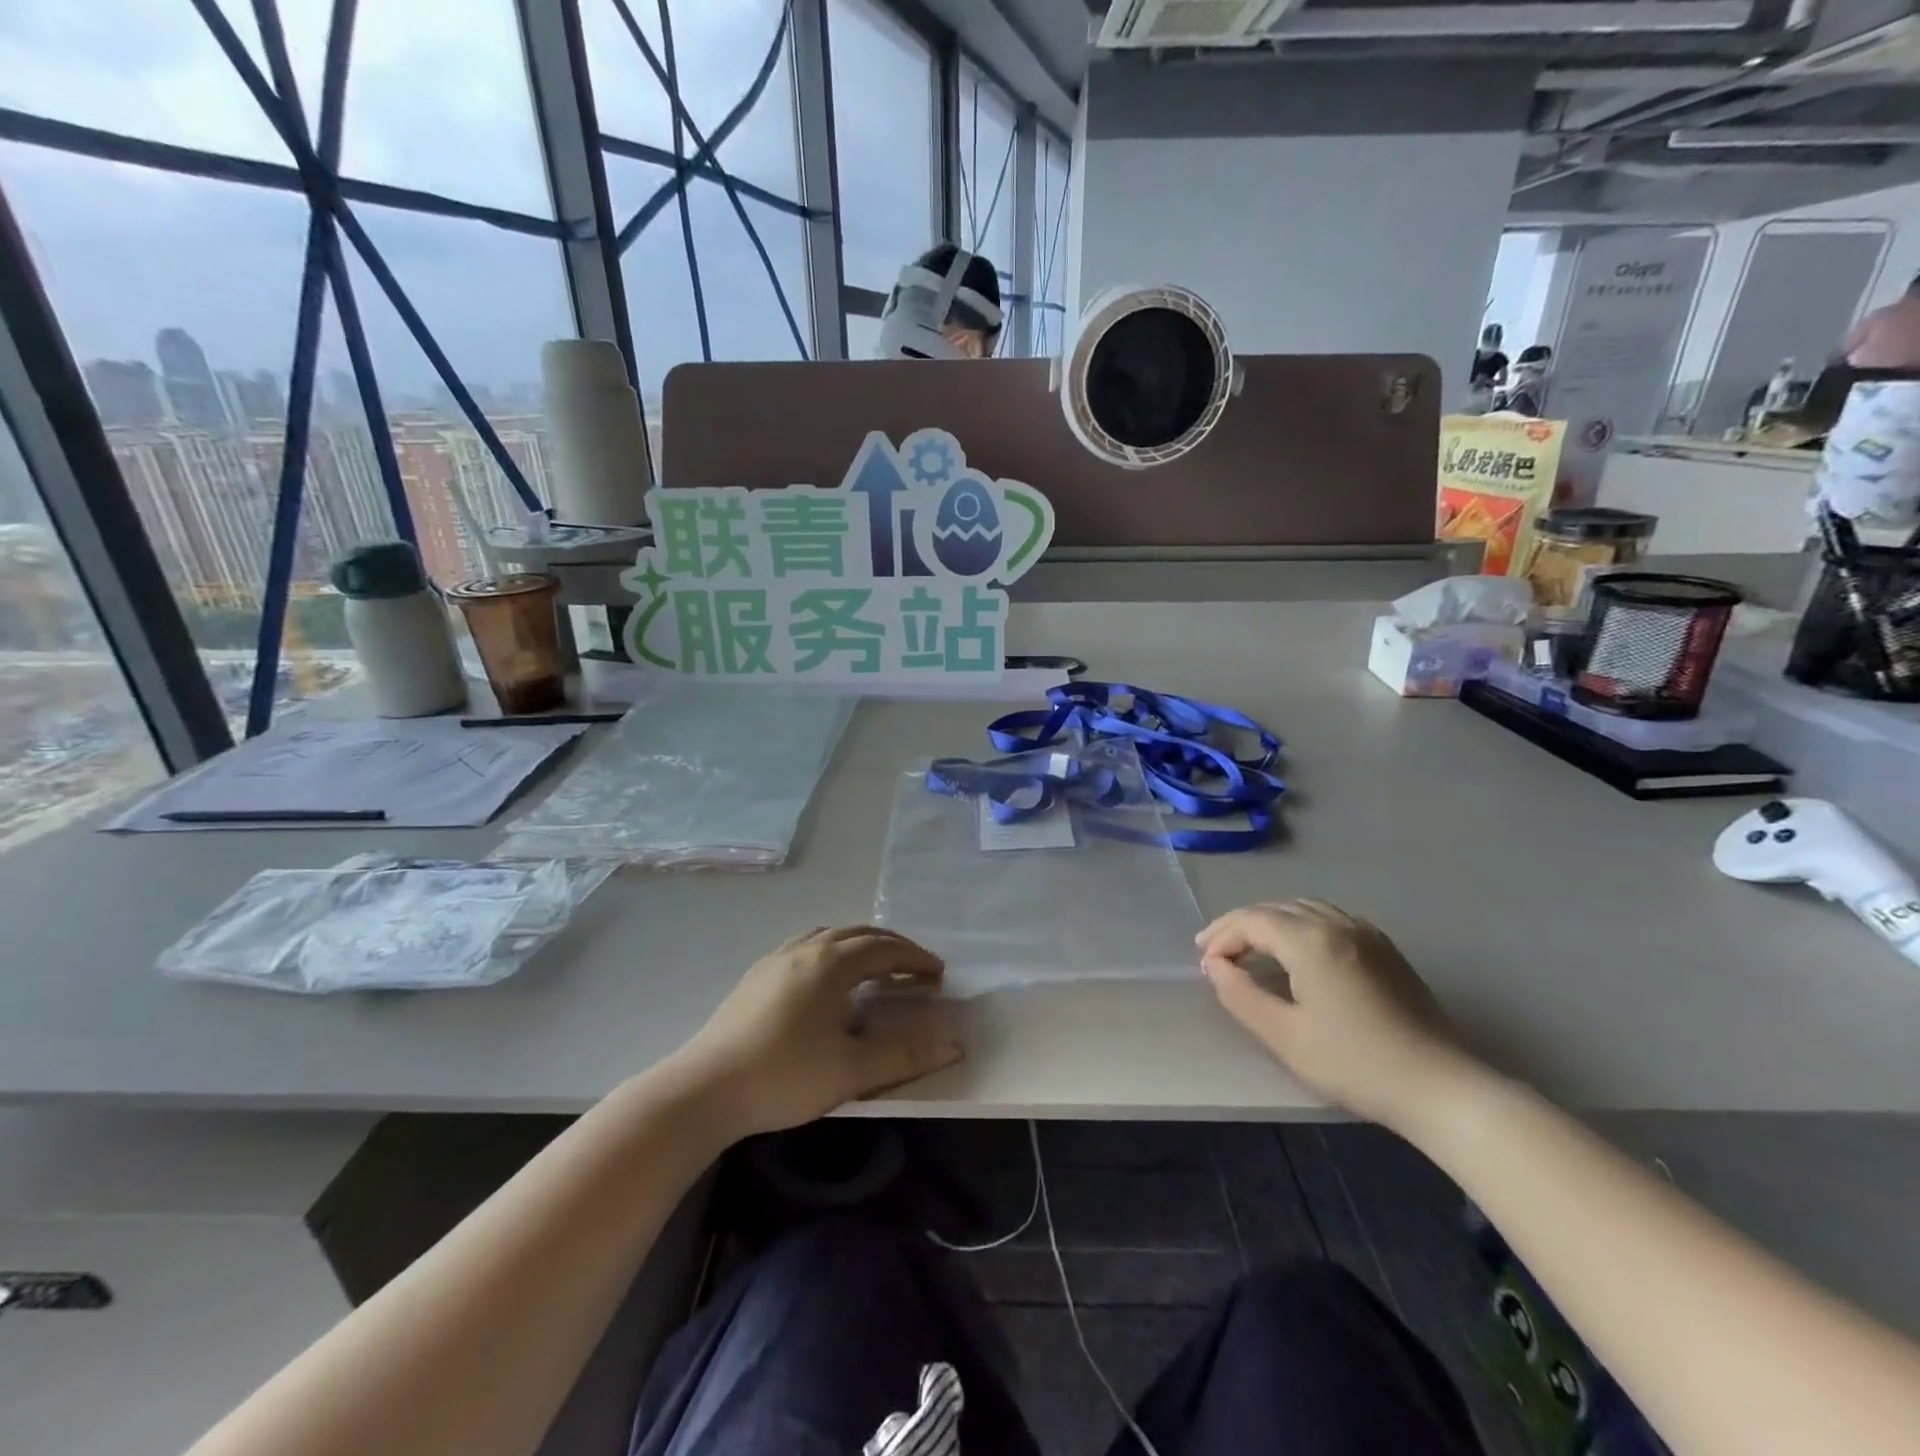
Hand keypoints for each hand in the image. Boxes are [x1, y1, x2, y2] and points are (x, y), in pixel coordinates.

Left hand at [675, 927, 961, 1139]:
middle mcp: (805, 949)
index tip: (938, 973)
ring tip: (873, 965)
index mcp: (831, 963)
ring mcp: (776, 959)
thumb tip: (953, 1046)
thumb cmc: (784, 1076)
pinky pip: (804, 946)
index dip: (914, 957)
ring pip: (828, 935)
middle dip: (891, 946)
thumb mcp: (851, 1071)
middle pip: (857, 933)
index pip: (884, 948)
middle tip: (914, 966)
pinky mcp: (756, 976)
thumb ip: (904, 1056)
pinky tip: (824, 978)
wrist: (704, 1089)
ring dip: (858, 943)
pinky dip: (830, 950)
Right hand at [1197, 899, 1474, 1130]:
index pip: (1252, 920)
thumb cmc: (1356, 1063)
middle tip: (1215, 953)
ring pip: (1303, 909)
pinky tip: (1295, 950)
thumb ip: (1240, 995)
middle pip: (1275, 909)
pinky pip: (1329, 918)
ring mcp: (1366, 933)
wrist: (1441, 1087)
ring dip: (1269, 922)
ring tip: (1249, 948)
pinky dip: (1299, 925)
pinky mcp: (1384, 949)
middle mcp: (1337, 924)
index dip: (1221, 936)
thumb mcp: (1285, 1036)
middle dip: (1240, 926)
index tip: (1204, 964)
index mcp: (1310, 940)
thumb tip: (1215, 967)